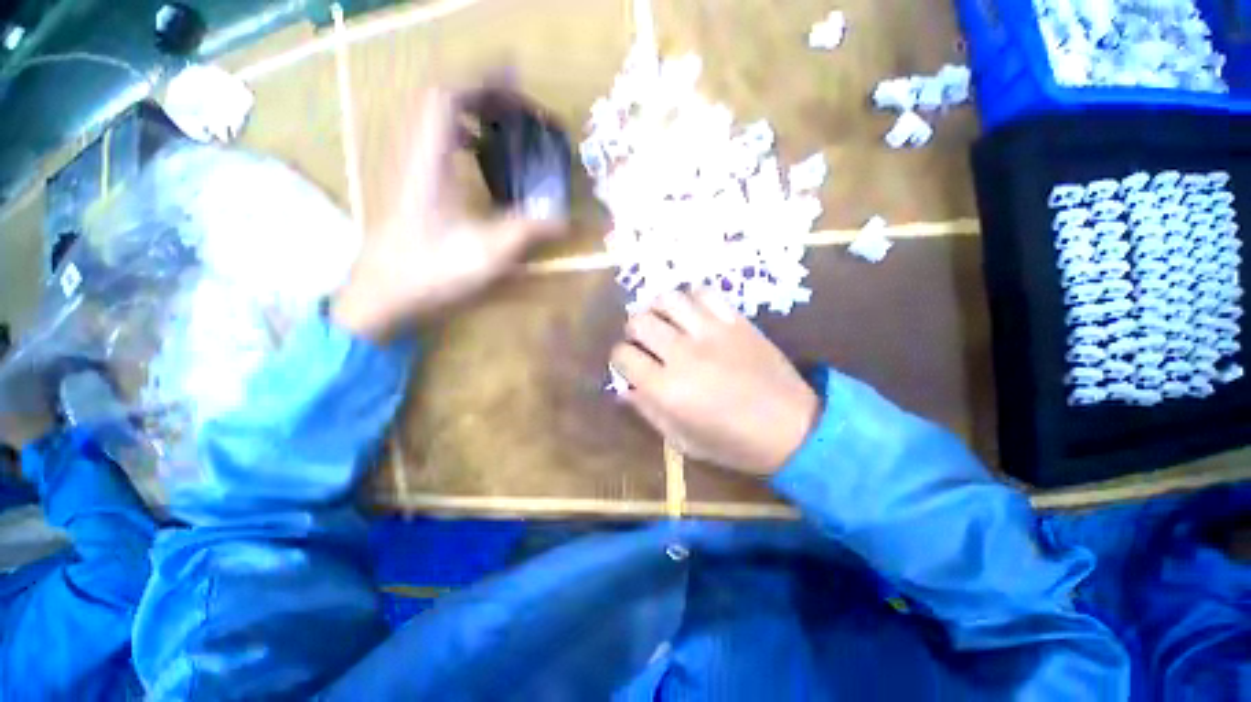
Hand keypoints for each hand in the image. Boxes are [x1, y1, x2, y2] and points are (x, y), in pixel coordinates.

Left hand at [331, 88, 563, 339]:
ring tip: (500, 120)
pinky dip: (457, 136)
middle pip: (438, 101)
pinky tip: (475, 154)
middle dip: (478, 91)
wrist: (381, 297)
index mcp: (430, 162)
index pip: (447, 96)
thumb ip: (527, 232)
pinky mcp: (409, 188)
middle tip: (514, 100)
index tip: (514, 78)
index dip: (481, 80)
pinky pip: (432, 144)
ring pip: (433, 121)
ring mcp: (408, 171)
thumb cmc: (430, 271)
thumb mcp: (487, 253)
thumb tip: (564, 221)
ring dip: (467, 111)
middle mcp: (414, 156)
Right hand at [611, 290, 820, 475]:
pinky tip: (694, 313)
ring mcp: (711, 332)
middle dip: (634, 331)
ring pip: (668, 300)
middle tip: (645, 342)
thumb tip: (624, 390)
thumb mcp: (684, 441)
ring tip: (665, 322)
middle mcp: (682, 354)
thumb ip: (649, 412)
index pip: (623, 356)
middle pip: (639, 321)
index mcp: (666, 388)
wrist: (793, 427)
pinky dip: (692, 299)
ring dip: (658, 309)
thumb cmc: (735, 443)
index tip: (628, 364)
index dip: (619, 358)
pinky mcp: (735, 321)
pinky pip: (704, 293)